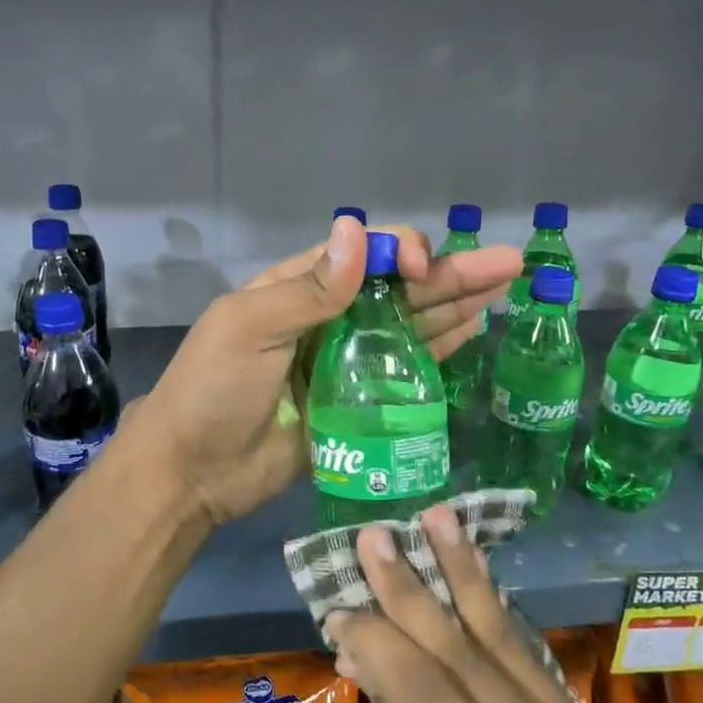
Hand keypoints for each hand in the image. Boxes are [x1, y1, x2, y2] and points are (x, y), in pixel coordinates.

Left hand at [131, 216, 519, 525]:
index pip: (362, 255)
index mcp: (297, 288)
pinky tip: (472, 331)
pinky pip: (404, 372)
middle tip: (509, 263)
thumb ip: (309, 289)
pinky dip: (439, 350)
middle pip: (398, 289)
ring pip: (409, 326)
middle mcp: (328, 318)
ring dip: (455, 306)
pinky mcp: (358, 404)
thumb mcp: (249, 328)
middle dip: (450, 274)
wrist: (193, 472)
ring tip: (505, 288)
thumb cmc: (213, 391)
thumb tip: (355, 230)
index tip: (421, 270)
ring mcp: (346, 362)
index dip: (399, 253)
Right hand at [329, 507, 702, 702]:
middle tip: (374, 536)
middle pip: (464, 653)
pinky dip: (492, 607)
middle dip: (412, 588)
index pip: (427, 696)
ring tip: (437, 517)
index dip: (379, 642)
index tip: (338, 606)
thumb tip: (374, 664)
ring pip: (502, 638)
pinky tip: (472, 568)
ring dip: (463, 572)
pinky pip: (528, 655)